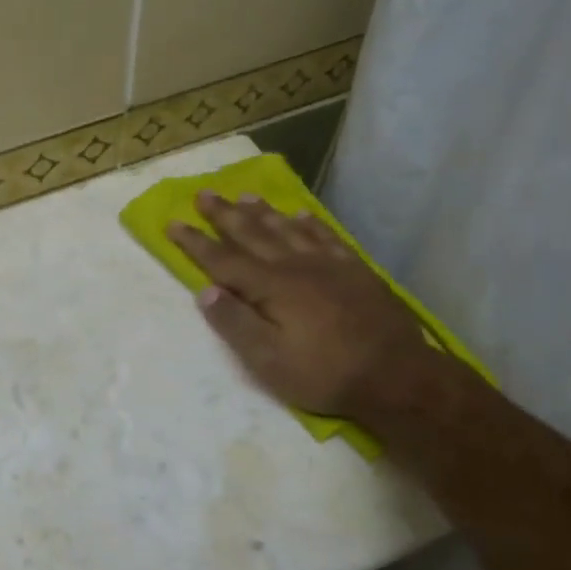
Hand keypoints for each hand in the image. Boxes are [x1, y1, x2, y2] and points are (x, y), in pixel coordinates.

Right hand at [166, 192, 437, 419]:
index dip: (195, 242)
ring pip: (287, 229)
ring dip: (263, 212)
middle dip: (225, 215)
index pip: (222, 260)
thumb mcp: (268, 361)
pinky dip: (309, 224)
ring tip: (245, 196)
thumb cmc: (325, 373)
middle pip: (253, 234)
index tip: (172, 223)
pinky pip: (326, 237)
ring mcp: (328, 265)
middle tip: (204, 193)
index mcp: (270, 287)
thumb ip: (234, 323)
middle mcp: (295, 266)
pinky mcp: (355, 271)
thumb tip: (204, 290)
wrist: (398, 376)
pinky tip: (300, 215)